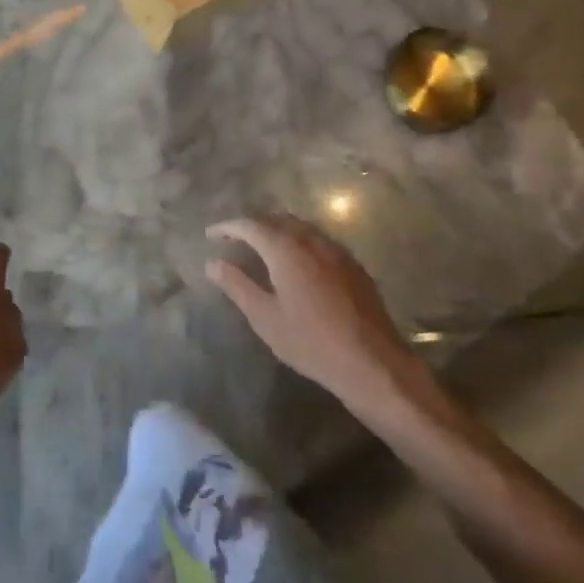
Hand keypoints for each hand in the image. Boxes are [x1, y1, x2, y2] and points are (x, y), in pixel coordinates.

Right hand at [205, 215, 417, 407]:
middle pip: (276, 219)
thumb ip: (237, 285)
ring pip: (300, 227)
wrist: (373, 362)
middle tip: (233, 239)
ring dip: (277, 230)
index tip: (210, 235)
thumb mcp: (265, 317)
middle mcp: (311, 240)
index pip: (250, 225)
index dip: (227, 227)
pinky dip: (298, 241)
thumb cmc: (311, 342)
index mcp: (286, 249)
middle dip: (252, 225)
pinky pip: (318, 240)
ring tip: (261, 247)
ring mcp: (336, 250)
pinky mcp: (352, 264)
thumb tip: (212, 262)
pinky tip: (296, 262)